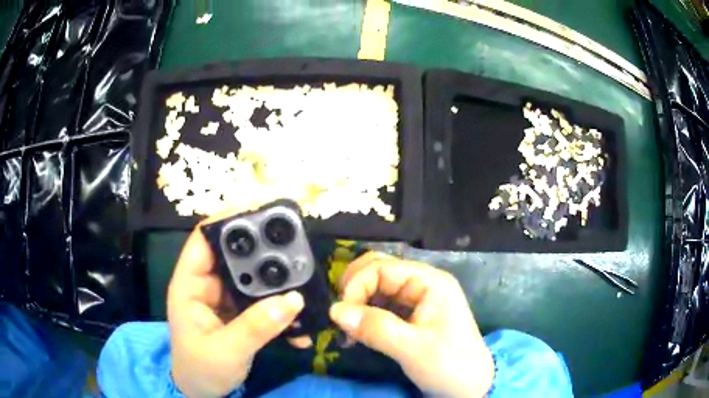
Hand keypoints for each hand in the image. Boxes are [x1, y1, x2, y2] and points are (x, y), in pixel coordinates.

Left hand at [167, 218, 304, 396]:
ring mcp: (225, 299)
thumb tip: (292, 299)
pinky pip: (263, 301)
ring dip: (277, 281)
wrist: (202, 392)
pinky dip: (280, 306)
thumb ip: (255, 328)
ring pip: (252, 277)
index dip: (229, 220)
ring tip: (302, 284)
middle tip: (294, 251)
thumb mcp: (224, 352)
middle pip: (234, 254)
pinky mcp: (240, 313)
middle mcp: (207, 284)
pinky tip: (299, 320)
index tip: (263, 213)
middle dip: (263, 251)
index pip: (204, 238)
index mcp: (190, 285)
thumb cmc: (200, 370)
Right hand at [329, 252, 494, 397]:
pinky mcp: (413, 316)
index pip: (382, 268)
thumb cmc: (449, 365)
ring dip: (358, 303)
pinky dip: (366, 315)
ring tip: (347, 329)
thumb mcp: (412, 348)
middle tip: (340, 315)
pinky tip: (357, 334)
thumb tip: (334, 310)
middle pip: (379, 271)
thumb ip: (374, 327)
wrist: (471, 387)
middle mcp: (423, 284)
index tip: (341, 314)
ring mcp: (418, 299)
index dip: (357, 286)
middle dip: (355, 289)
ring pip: (378, 288)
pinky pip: (382, 305)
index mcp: (430, 282)